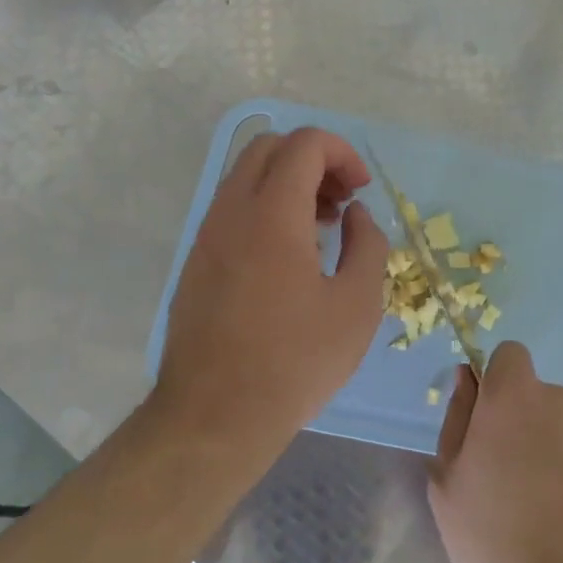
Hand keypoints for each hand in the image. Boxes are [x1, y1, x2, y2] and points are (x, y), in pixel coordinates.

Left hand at [154, 128, 388, 460]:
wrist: (213, 418)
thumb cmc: (294, 361)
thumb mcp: (357, 305)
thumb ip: (367, 244)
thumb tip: (356, 215)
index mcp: (273, 214)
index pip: (304, 143)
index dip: (342, 153)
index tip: (361, 191)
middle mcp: (232, 211)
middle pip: (270, 147)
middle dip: (314, 159)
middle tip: (341, 201)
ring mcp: (207, 235)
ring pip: (247, 175)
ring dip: (288, 183)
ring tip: (321, 228)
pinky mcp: (196, 260)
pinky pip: (232, 208)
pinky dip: (265, 207)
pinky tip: (288, 256)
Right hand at [430, 342, 562, 562]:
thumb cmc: (491, 538)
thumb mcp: (448, 479)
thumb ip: (458, 416)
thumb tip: (468, 378)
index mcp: (515, 395)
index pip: (510, 355)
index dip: (499, 383)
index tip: (491, 423)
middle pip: (541, 394)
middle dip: (528, 420)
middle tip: (514, 475)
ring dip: (559, 445)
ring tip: (549, 502)